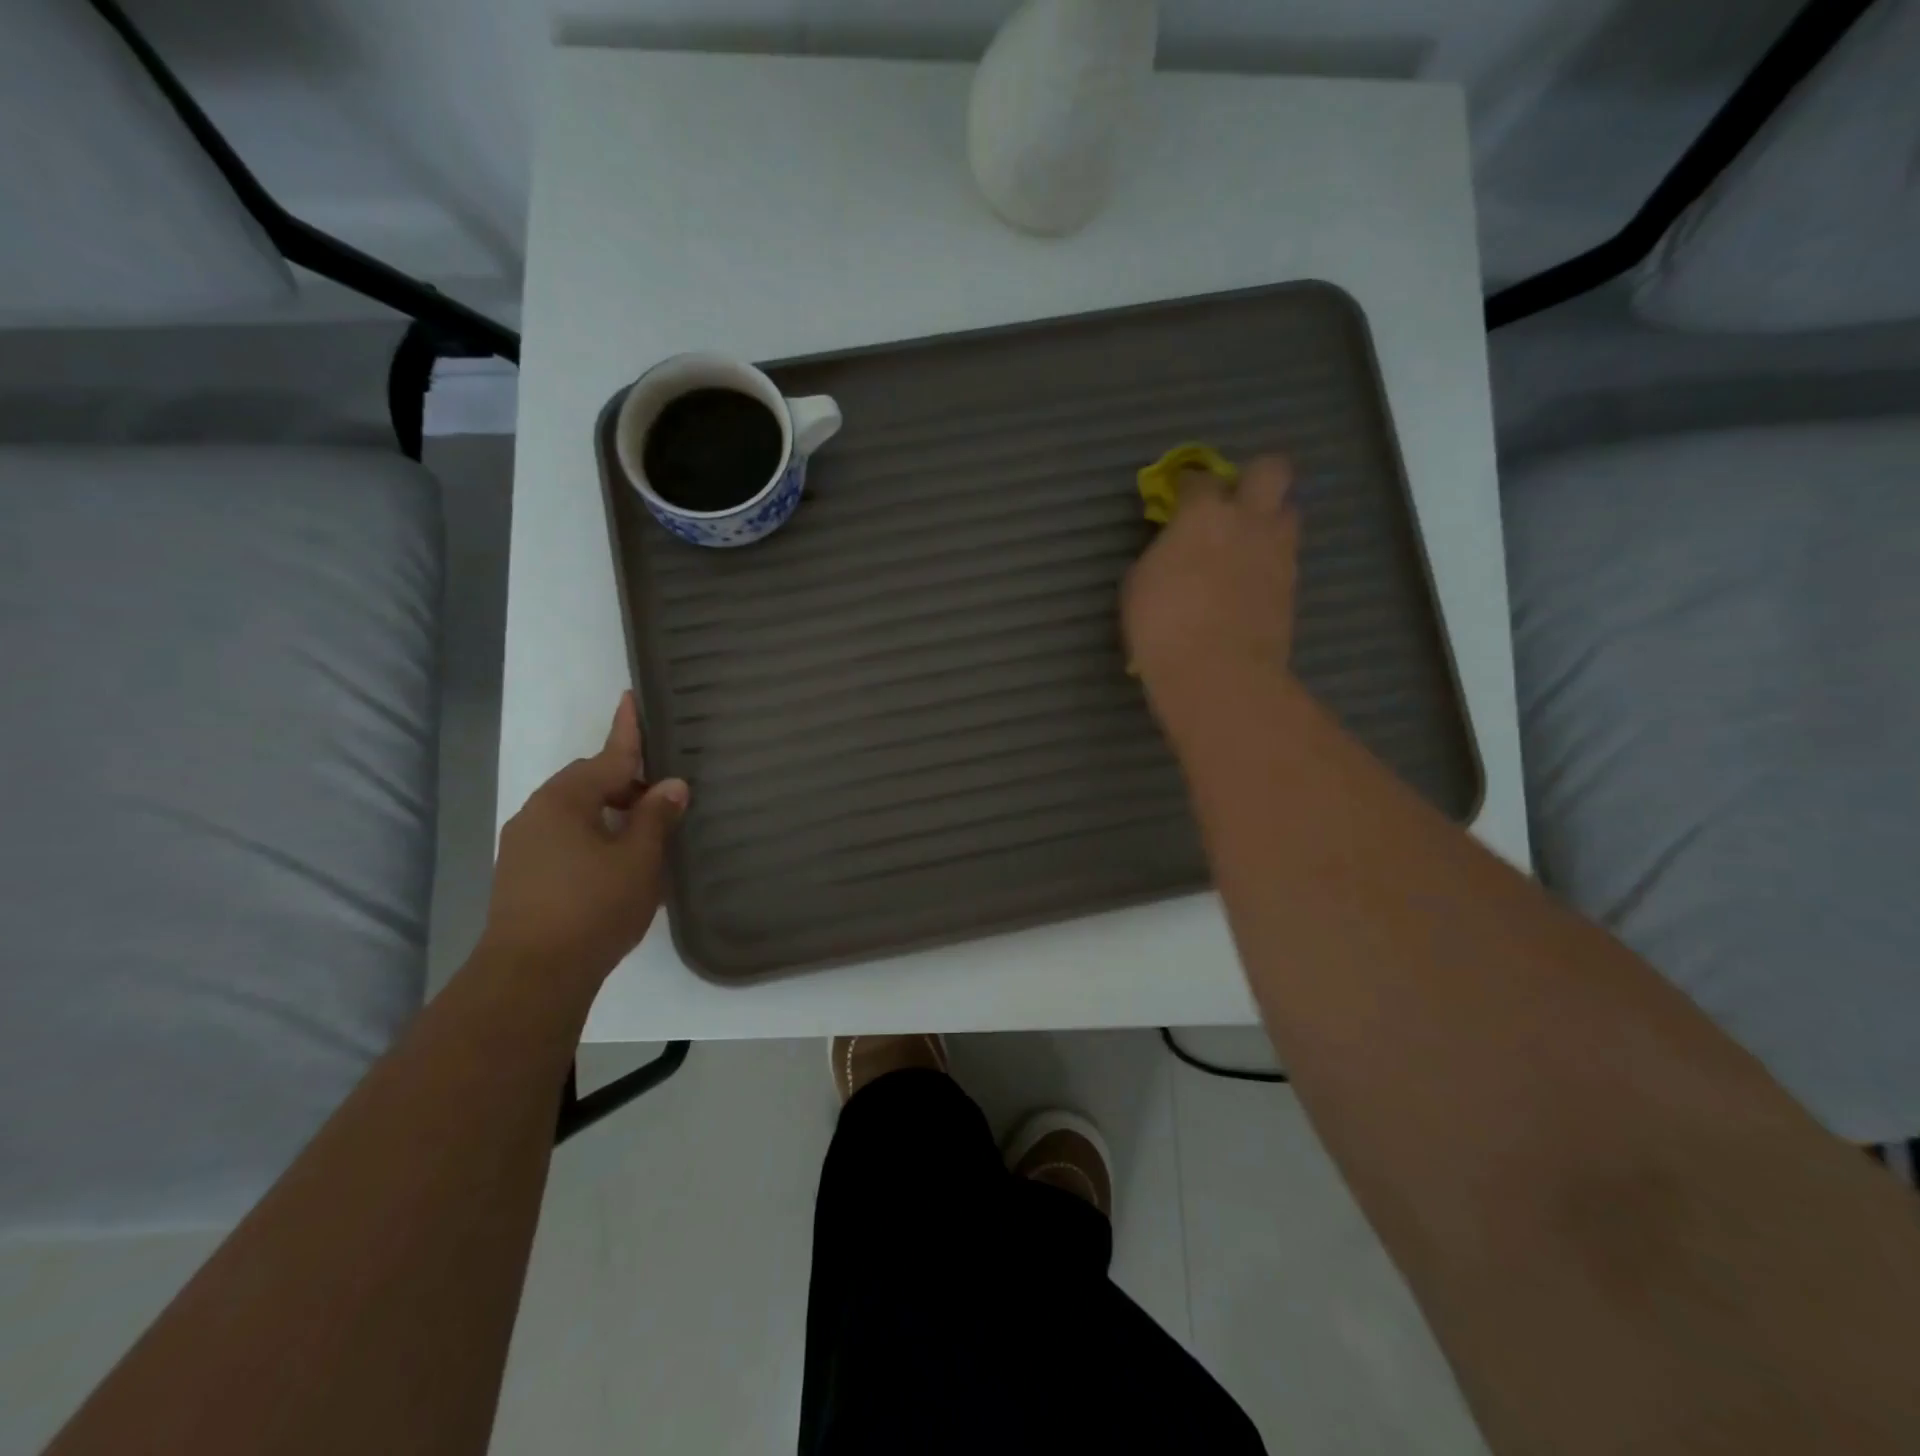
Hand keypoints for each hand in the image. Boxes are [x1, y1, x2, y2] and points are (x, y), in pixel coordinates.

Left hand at [479, 692, 688, 986]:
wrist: (531, 976)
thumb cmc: (593, 907)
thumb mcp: (639, 859)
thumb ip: (655, 817)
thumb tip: (671, 785)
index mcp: (565, 800)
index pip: (608, 756)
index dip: (628, 729)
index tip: (632, 696)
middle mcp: (537, 813)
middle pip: (590, 783)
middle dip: (626, 781)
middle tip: (664, 791)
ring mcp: (524, 846)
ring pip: (577, 813)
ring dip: (611, 812)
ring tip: (646, 828)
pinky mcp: (522, 875)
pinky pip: (566, 838)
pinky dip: (594, 836)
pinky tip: (617, 860)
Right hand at [1122, 453, 1300, 705]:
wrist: (1217, 672)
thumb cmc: (1162, 626)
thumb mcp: (1138, 585)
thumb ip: (1160, 554)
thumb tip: (1171, 551)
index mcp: (1202, 514)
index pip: (1199, 478)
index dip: (1188, 486)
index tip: (1178, 499)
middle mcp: (1248, 521)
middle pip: (1272, 469)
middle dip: (1255, 477)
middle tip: (1233, 503)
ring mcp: (1278, 552)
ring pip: (1288, 513)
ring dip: (1269, 522)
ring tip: (1245, 547)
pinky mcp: (1293, 587)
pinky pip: (1286, 558)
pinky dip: (1270, 563)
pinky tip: (1249, 585)